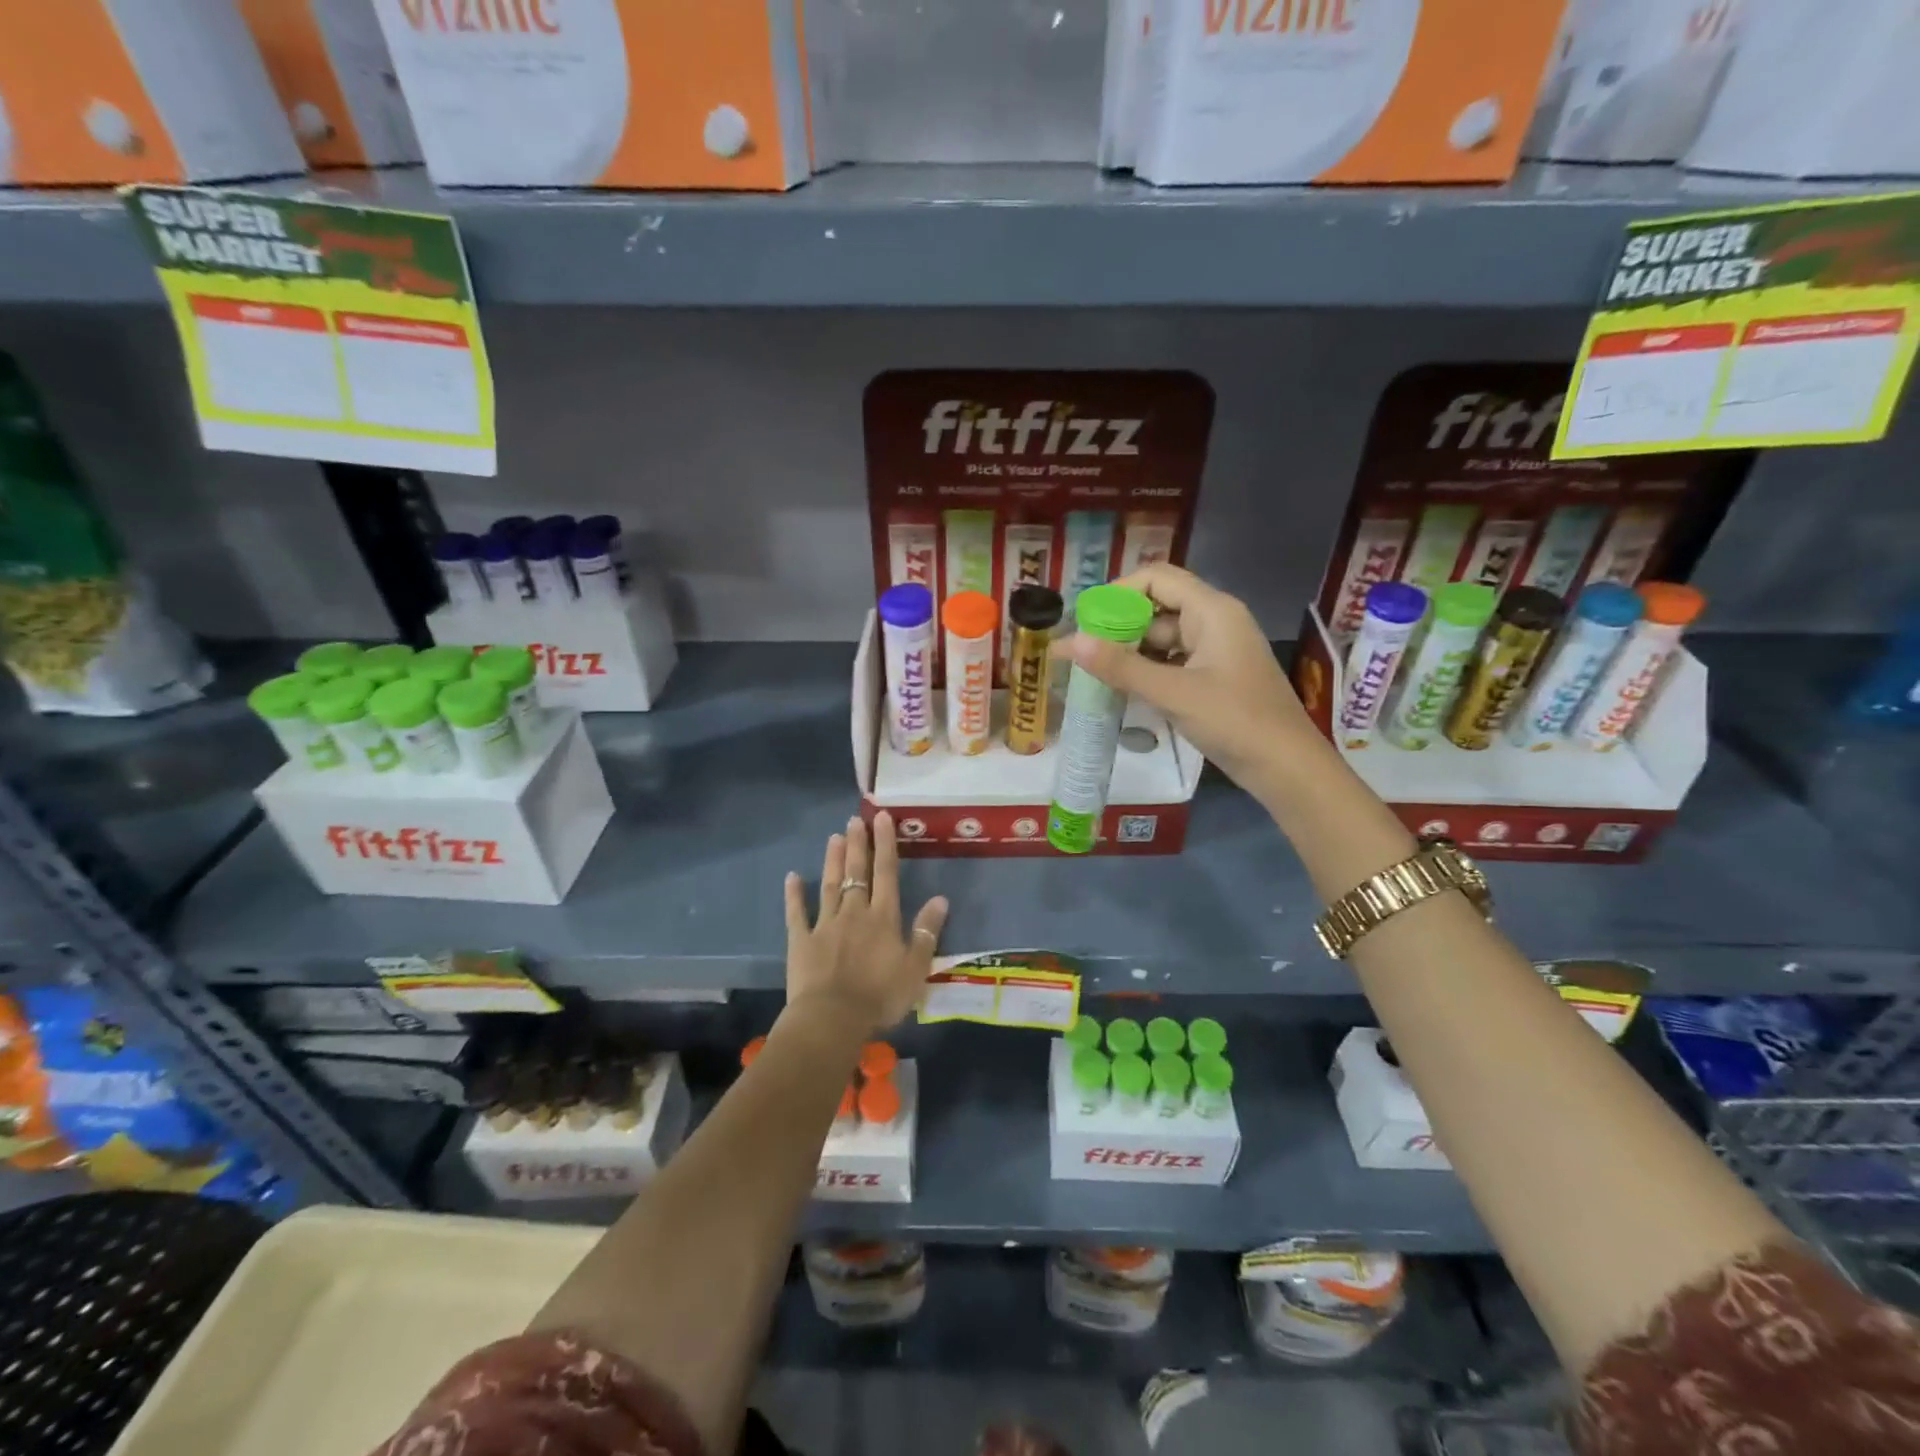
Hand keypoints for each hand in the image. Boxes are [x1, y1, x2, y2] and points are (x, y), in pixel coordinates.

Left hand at [784, 811, 948, 1032]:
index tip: (882, 818)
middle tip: (855, 819)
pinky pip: (797, 914)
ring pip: (830, 886)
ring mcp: (825, 924)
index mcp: (883, 918)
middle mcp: (855, 913)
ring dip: (833, 861)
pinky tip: (791, 877)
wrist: (833, 1019)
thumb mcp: (916, 967)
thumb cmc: (880, 996)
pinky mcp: (801, 941)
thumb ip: (927, 931)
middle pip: (857, 872)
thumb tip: (940, 898)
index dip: (885, 844)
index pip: (886, 873)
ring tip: (834, 837)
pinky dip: (794, 895)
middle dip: (858, 844)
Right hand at [1051, 563, 1319, 797]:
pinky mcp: (1213, 677)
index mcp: (1212, 610)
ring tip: (1091, 671)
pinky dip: (1146, 671)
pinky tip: (1121, 689)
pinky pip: (1172, 662)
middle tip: (1079, 651)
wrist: (1287, 768)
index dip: (1118, 591)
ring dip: (1129, 652)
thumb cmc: (1235, 721)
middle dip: (1117, 626)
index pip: (1157, 578)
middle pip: (1156, 607)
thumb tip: (1069, 642)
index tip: (1086, 619)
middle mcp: (1214, 621)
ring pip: (1162, 638)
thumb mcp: (1173, 693)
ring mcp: (1215, 651)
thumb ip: (1121, 666)